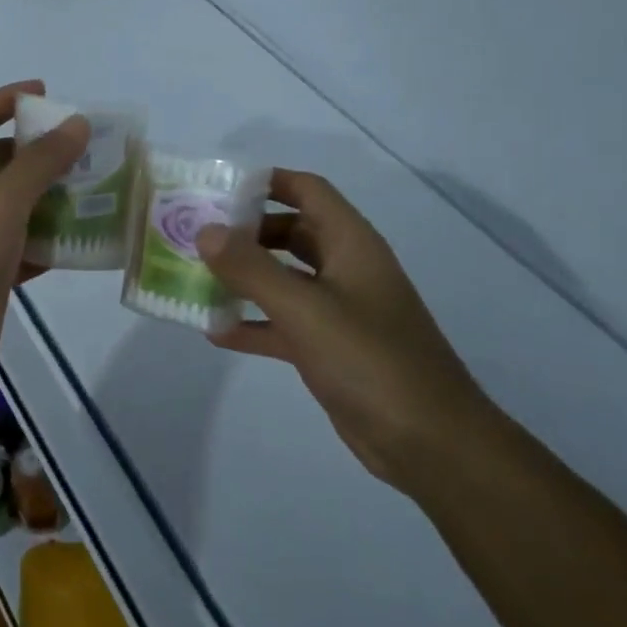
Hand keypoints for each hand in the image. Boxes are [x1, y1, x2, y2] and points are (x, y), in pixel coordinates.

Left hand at [0, 81, 88, 396]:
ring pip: (21, 204)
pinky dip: (54, 241)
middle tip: (90, 147)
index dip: (8, 99)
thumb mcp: (0, 202)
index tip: (49, 95)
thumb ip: (39, 162)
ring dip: (56, 195)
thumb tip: (76, 123)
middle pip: (4, 159)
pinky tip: (88, 241)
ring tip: (100, 189)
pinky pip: (28, 246)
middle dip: (43, 149)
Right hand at [196, 170, 491, 490]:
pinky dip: (255, 323)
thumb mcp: (305, 309)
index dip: (266, 182)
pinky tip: (216, 332)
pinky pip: (285, 324)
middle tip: (197, 235)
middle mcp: (346, 268)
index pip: (307, 190)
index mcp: (351, 244)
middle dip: (246, 231)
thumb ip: (252, 268)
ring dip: (246, 277)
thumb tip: (205, 231)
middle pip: (291, 231)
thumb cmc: (370, 360)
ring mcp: (340, 310)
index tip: (218, 189)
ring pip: (285, 278)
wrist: (430, 443)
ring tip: (196, 277)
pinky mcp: (332, 349)